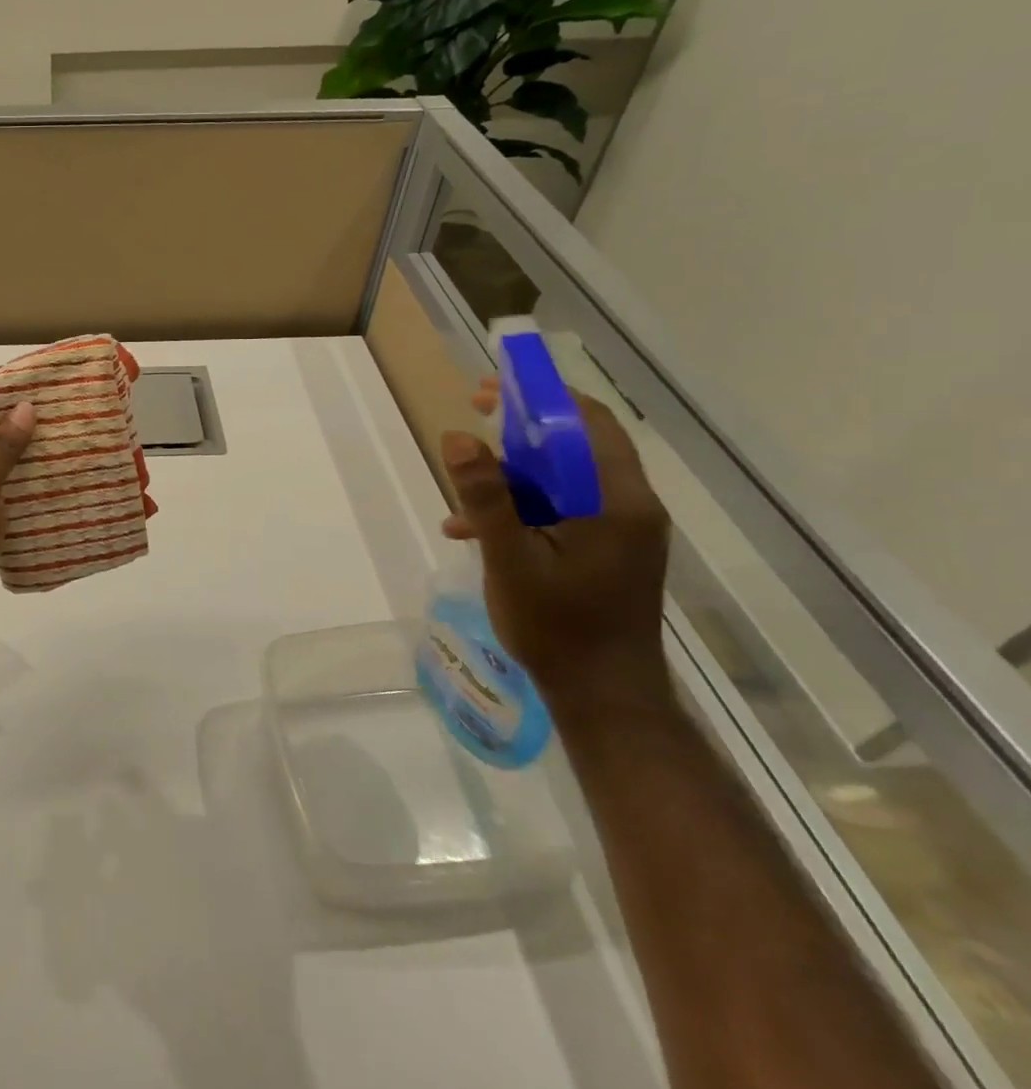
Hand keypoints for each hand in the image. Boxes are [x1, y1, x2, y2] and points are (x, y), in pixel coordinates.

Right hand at [440, 379, 672, 710]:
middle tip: (471, 424)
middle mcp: (629, 506)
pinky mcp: (608, 550)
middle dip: (518, 433)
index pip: (588, 422)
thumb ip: (486, 496)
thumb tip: (458, 436)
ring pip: (564, 479)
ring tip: (461, 499)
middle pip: (575, 446)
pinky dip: (522, 509)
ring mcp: (621, 530)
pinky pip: (563, 509)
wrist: (603, 696)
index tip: (489, 392)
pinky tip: (474, 533)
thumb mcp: (510, 558)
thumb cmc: (558, 627)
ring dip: (512, 479)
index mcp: (617, 502)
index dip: (539, 397)